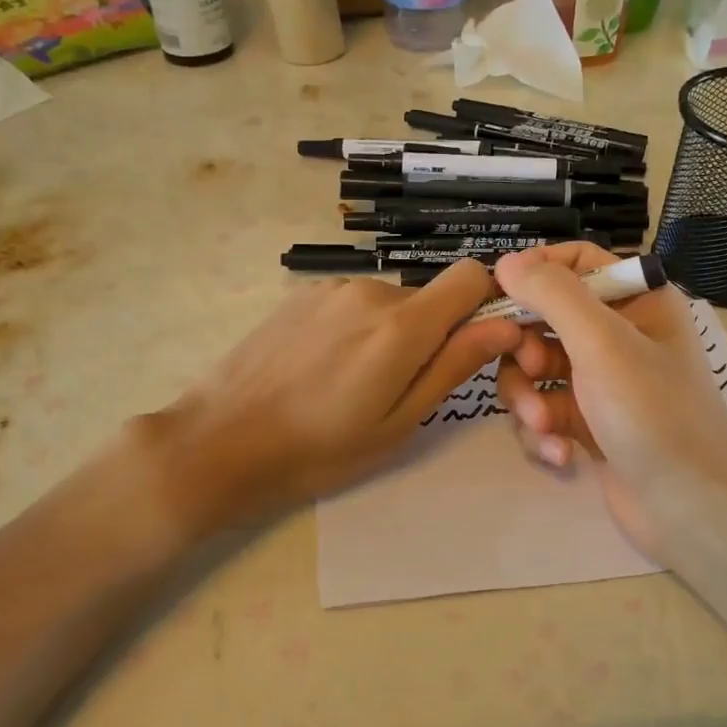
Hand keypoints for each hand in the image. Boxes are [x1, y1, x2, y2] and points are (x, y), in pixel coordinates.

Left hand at [143, 259, 523, 531]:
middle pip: (428, 297)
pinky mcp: (300, 295)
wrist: (220, 441)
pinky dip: (354, 329)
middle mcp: (370, 291)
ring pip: (388, 303)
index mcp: (402, 325)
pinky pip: (351, 304)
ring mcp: (330, 288)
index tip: (469, 346)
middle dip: (428, 335)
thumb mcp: (398, 422)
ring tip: (351, 385)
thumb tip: (506, 325)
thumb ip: (453, 367)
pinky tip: (322, 369)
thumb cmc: (319, 450)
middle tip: (396, 391)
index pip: (471, 276)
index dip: (482, 306)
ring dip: (388, 334)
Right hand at [491, 244, 726, 564]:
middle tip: (531, 373)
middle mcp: (617, 335)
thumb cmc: (655, 414)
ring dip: (528, 399)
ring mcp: (600, 382)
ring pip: (534, 370)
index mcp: (635, 301)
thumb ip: (552, 294)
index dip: (534, 273)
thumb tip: (506, 261)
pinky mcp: (586, 424)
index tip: (499, 296)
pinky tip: (559, 455)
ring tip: (544, 426)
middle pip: (542, 319)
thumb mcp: (603, 343)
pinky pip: (543, 410)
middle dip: (525, 352)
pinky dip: (542, 431)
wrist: (692, 510)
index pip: (576, 262)